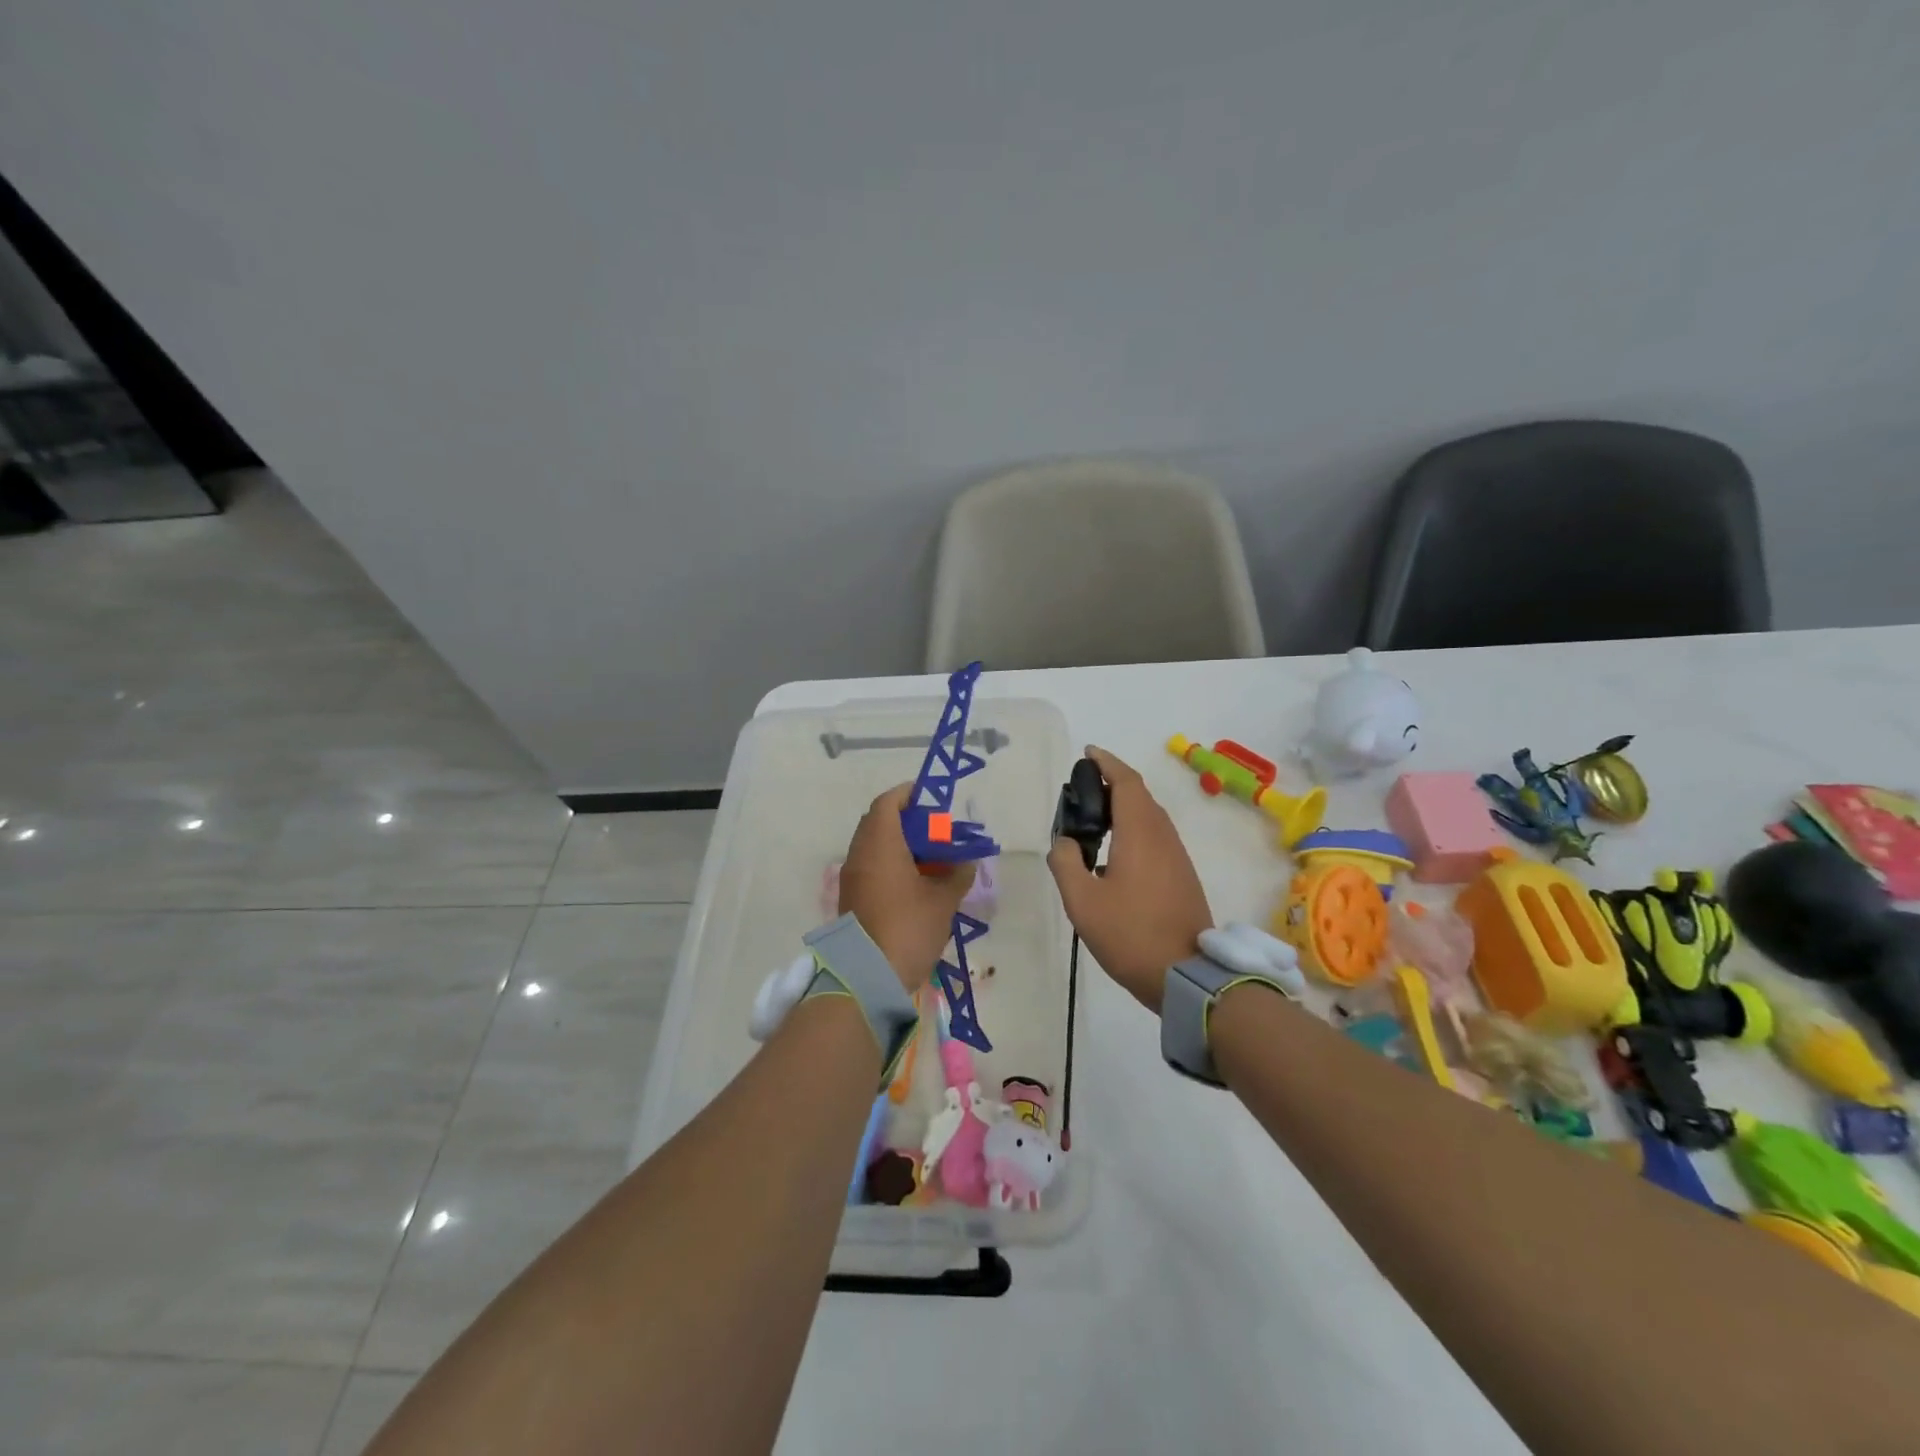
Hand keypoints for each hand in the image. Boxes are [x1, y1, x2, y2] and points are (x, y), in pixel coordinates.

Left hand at [839, 784, 974, 993]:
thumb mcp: (942, 902)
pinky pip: (870, 866)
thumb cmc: (908, 928)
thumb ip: (957, 876)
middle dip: (907, 820)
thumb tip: (967, 863)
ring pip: (874, 846)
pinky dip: (890, 863)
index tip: (931, 797)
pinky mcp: (851, 898)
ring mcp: (852, 877)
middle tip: (936, 829)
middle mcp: (860, 854)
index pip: (888, 803)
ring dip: (899, 844)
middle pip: (879, 822)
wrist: (867, 977)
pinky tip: (915, 880)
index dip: (908, 794)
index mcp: (880, 844)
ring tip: (930, 856)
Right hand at [1047, 746, 1211, 1013]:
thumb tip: (1064, 843)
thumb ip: (1066, 863)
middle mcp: (1163, 837)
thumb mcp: (1082, 901)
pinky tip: (1115, 851)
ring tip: (1095, 818)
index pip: (1126, 782)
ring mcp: (1177, 857)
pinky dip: (1134, 828)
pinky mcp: (1182, 876)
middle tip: (1083, 789)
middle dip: (1113, 783)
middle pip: (1140, 796)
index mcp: (1140, 833)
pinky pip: (1156, 837)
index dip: (1107, 763)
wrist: (1186, 975)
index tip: (1088, 754)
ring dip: (1125, 807)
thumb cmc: (1130, 934)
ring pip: (1150, 817)